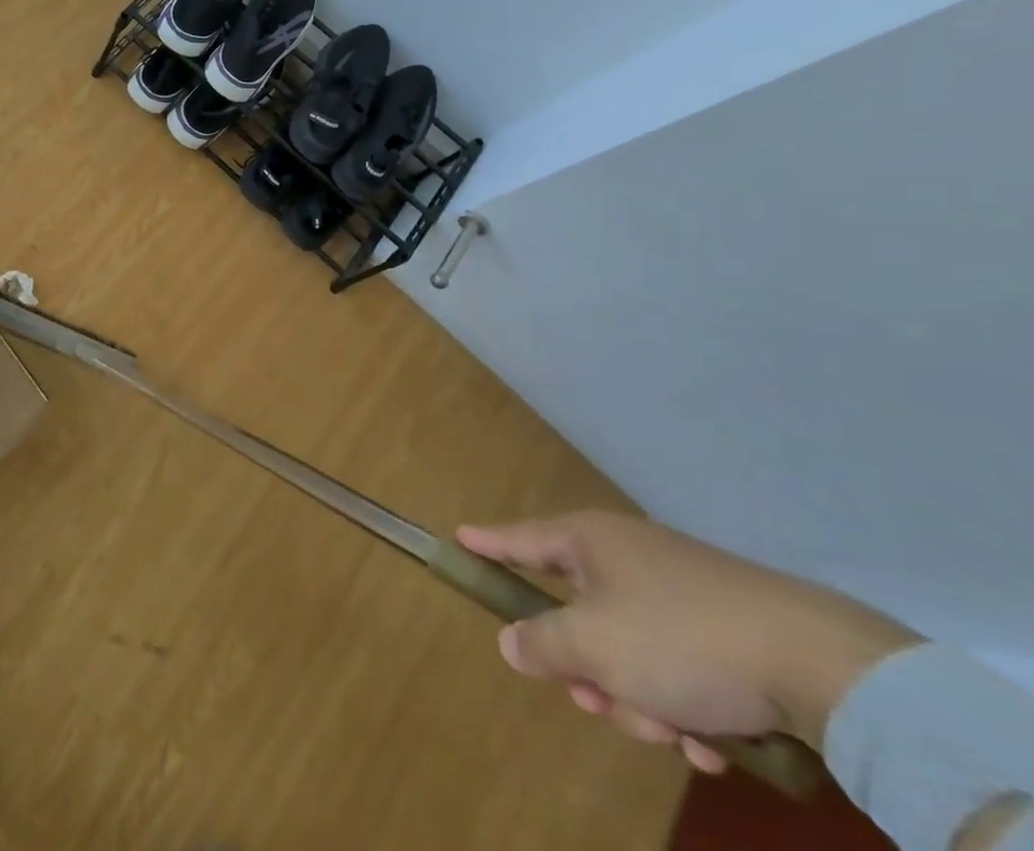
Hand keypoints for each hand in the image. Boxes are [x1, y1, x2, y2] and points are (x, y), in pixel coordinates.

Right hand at [456, 511, 919, 771]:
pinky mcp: (731, 628)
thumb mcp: (594, 648)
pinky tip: (710, 743)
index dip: (488, 544)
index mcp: (590, 542)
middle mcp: (630, 556)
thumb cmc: (679, 640)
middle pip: (579, 611)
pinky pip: (680, 663)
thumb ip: (541, 643)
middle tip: (595, 702)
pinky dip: (683, 703)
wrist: (822, 665)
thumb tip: (511, 642)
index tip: (459, 539)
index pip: (521, 540)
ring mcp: (683, 590)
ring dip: (638, 696)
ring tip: (671, 735)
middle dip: (586, 667)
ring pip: (631, 647)